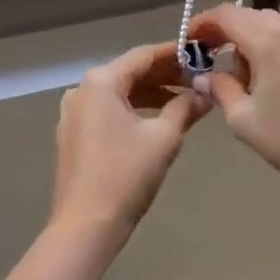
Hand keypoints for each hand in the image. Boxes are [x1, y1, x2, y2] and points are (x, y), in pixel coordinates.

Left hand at [52, 42, 208, 243]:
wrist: (85, 227)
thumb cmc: (126, 175)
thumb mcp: (164, 138)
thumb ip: (186, 107)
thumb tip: (207, 92)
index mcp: (100, 81)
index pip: (143, 55)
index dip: (174, 53)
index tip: (200, 53)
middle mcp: (82, 89)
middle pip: (130, 72)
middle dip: (164, 75)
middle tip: (198, 78)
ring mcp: (74, 113)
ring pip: (119, 92)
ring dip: (151, 94)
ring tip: (184, 101)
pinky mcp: (73, 134)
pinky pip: (107, 110)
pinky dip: (133, 110)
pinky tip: (157, 120)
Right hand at [188, 5, 279, 202]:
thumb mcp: (243, 118)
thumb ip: (219, 88)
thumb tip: (203, 77)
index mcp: (268, 39)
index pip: (226, 15)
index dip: (202, 23)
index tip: (187, 41)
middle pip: (247, 16)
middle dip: (224, 32)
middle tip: (206, 58)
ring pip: (267, 25)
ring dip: (246, 40)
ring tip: (237, 76)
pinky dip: (267, 46)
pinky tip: (263, 77)